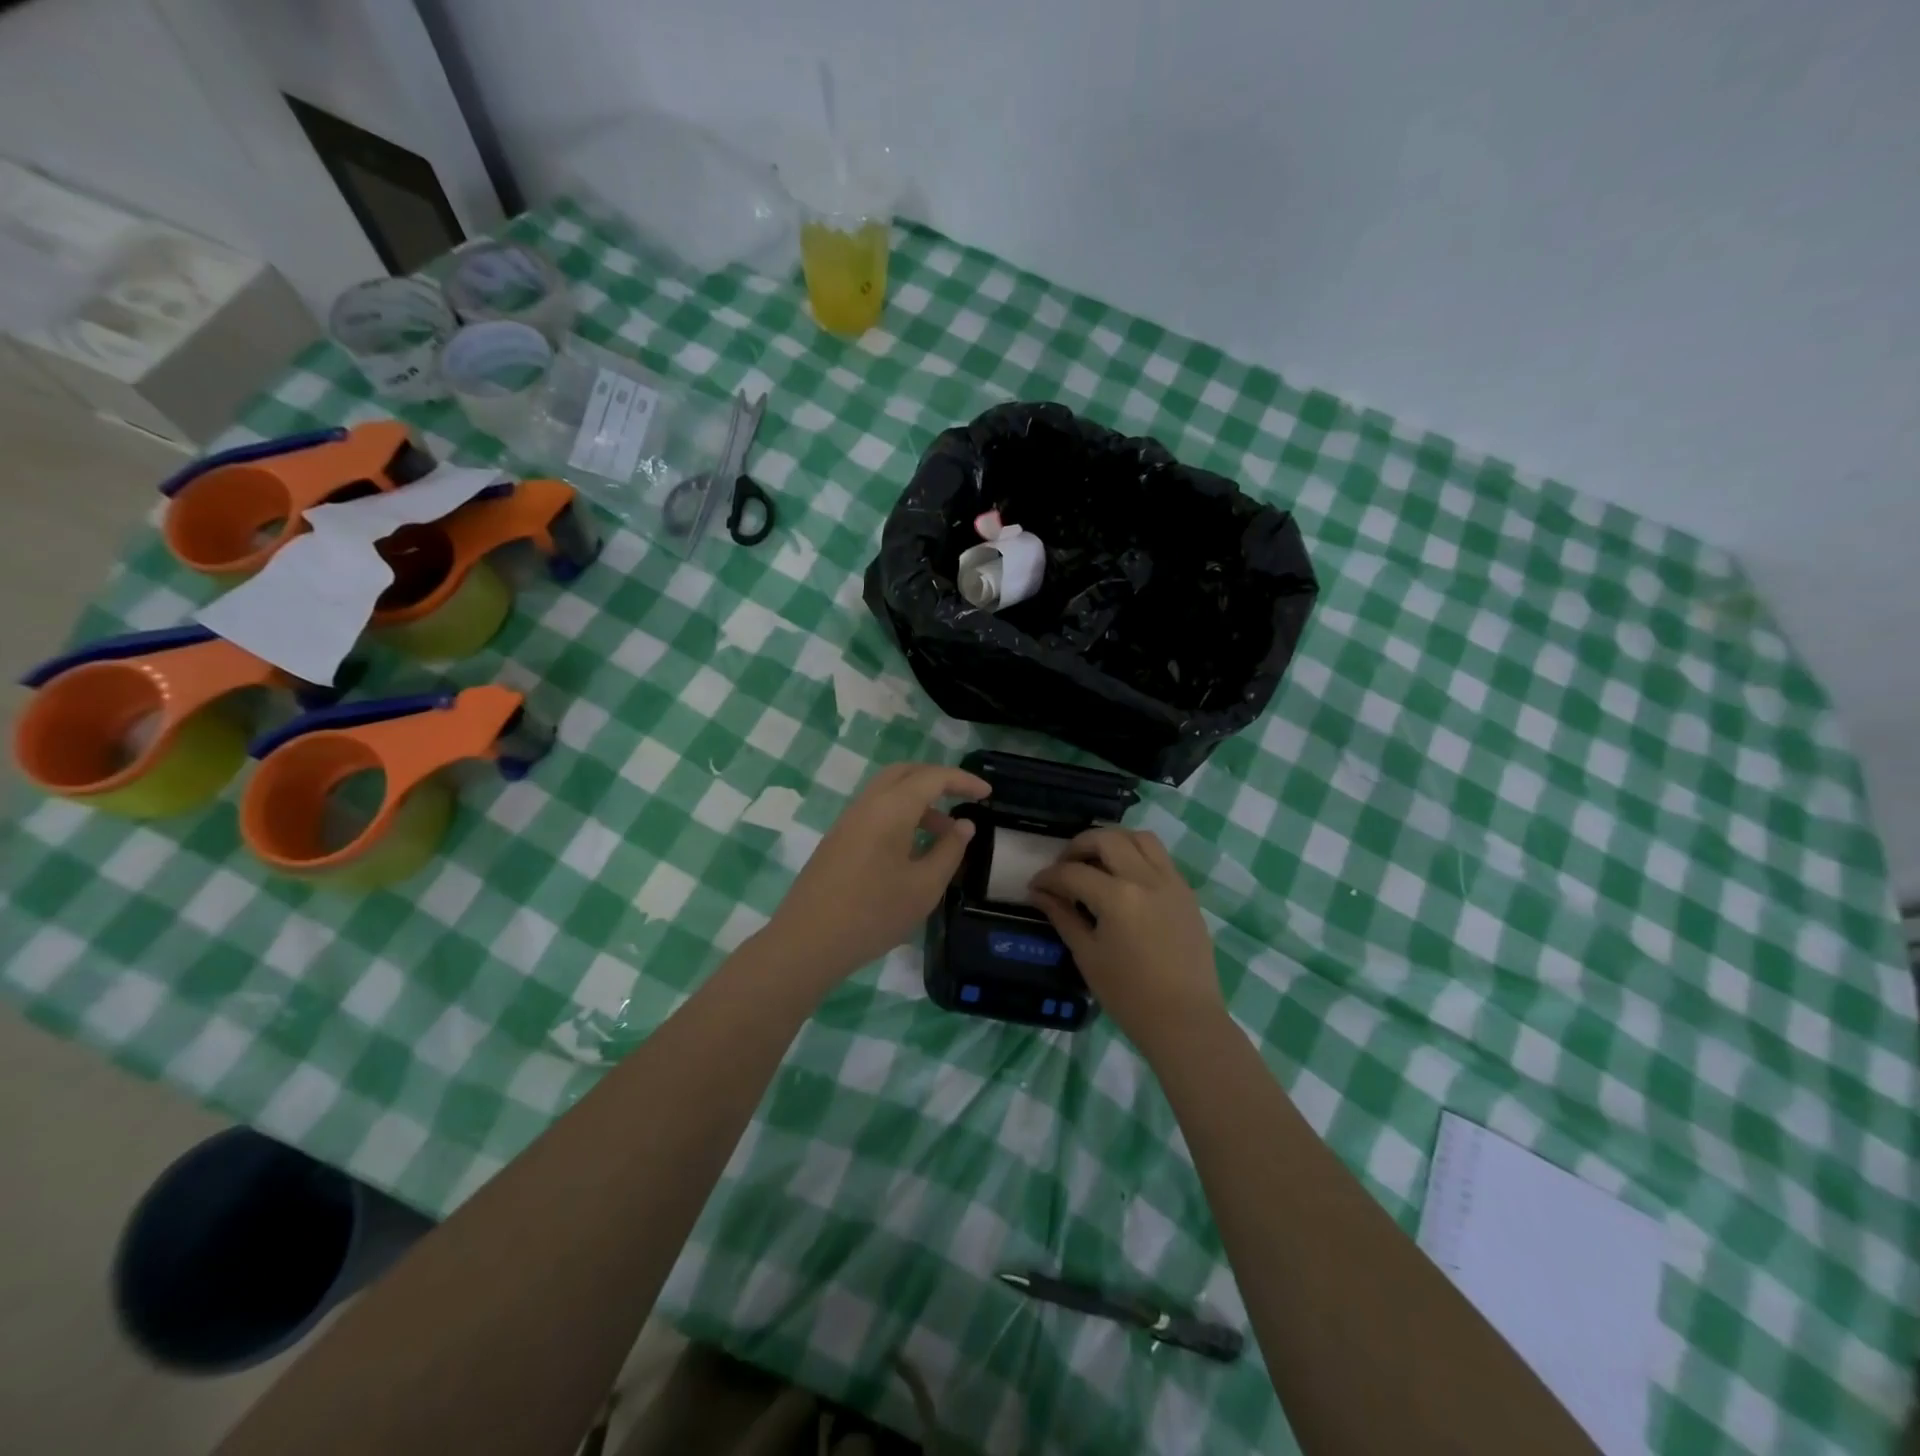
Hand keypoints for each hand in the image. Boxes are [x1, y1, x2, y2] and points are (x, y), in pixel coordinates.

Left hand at [762, 762, 990, 985]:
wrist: (808, 941)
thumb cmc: (874, 913)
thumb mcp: (924, 886)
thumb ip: (949, 851)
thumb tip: (963, 825)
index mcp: (891, 808)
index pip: (933, 777)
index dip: (963, 781)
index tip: (987, 794)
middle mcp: (867, 803)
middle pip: (906, 773)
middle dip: (938, 780)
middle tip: (964, 799)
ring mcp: (848, 820)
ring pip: (888, 792)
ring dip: (919, 802)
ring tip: (943, 836)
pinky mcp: (838, 839)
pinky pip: (875, 811)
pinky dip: (900, 816)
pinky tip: (912, 850)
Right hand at [1030, 828, 1224, 1049]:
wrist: (1185, 1020)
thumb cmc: (1129, 995)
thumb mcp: (1087, 955)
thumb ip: (1062, 916)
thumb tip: (1039, 893)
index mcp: (1117, 897)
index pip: (1072, 873)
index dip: (1048, 877)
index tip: (1035, 886)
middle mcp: (1146, 878)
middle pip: (1107, 839)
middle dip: (1078, 846)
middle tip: (1064, 867)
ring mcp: (1171, 882)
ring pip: (1140, 837)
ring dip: (1113, 841)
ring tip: (1097, 862)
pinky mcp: (1186, 892)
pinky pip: (1160, 857)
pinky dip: (1137, 855)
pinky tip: (1124, 879)